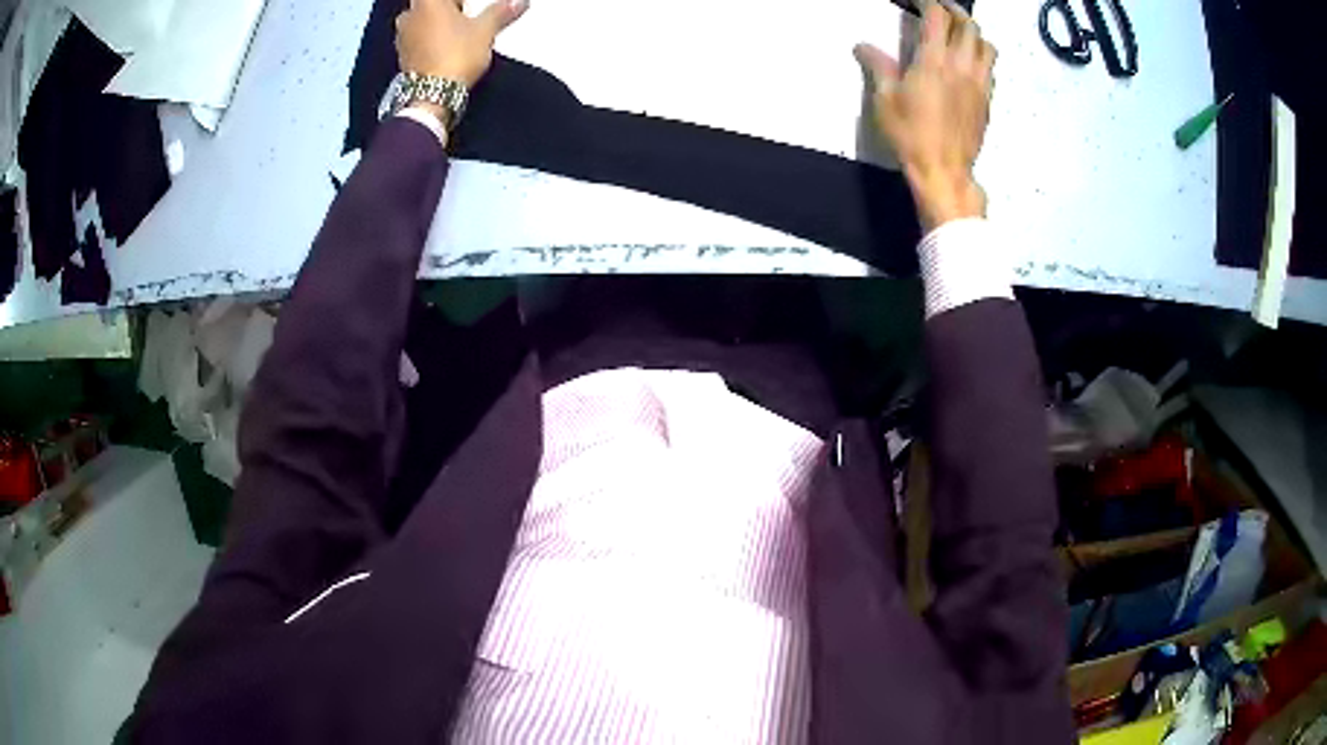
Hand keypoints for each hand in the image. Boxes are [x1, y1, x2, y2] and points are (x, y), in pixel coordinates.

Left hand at [396, 0, 527, 88]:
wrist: (432, 96)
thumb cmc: (452, 57)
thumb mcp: (486, 30)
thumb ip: (500, 12)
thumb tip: (516, 3)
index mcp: (428, 1)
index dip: (462, 1)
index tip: (474, 6)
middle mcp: (410, 16)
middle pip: (432, 3)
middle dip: (451, 8)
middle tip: (470, 13)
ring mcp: (402, 37)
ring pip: (423, 20)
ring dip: (440, 23)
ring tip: (461, 31)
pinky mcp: (403, 56)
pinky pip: (418, 39)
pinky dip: (432, 39)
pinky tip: (448, 47)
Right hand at [855, 0, 995, 232]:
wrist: (944, 170)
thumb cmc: (911, 135)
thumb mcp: (885, 100)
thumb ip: (878, 67)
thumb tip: (863, 46)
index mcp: (933, 61)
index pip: (938, 16)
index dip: (927, 2)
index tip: (916, 1)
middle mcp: (961, 65)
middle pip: (969, 25)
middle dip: (954, 11)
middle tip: (940, 10)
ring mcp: (979, 83)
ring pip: (986, 44)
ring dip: (973, 32)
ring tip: (959, 34)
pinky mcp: (987, 99)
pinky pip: (990, 67)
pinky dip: (981, 55)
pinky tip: (968, 61)